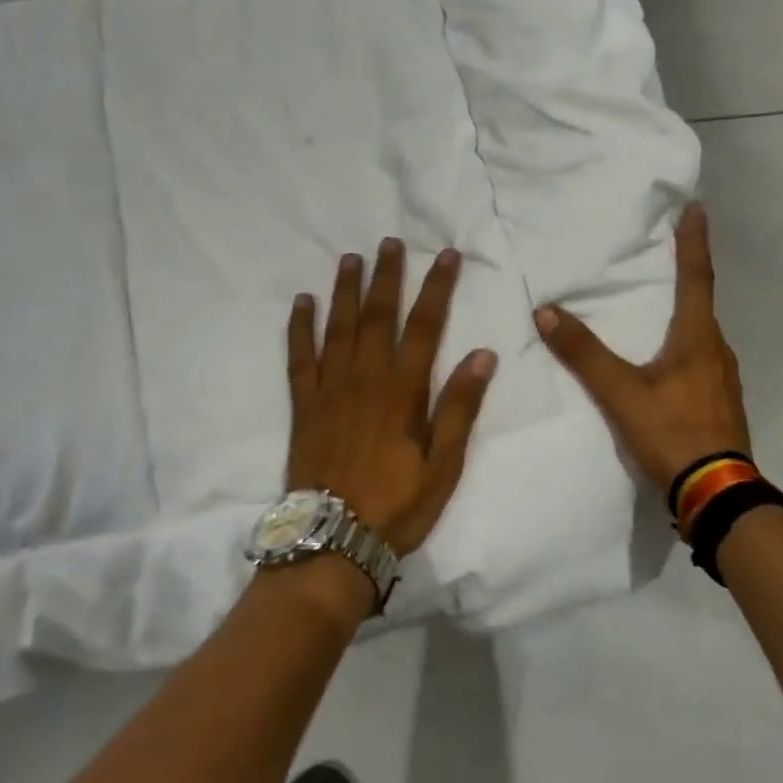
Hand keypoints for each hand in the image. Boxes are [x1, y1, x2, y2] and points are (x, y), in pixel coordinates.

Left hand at [286, 239, 496, 557]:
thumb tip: (483, 355)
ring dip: (345, 289)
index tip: (446, 256)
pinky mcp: (303, 405)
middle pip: (378, 315)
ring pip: (338, 326)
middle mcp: (365, 378)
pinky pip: (299, 356)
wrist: (333, 541)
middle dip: (387, 276)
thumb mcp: (443, 465)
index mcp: (403, 391)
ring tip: (351, 258)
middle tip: (391, 242)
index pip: (425, 326)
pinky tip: (302, 302)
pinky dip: (300, 327)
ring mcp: (329, 389)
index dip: (437, 288)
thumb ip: (460, 408)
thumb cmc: (397, 505)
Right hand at [534, 202, 753, 523]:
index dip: (694, 241)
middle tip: (667, 252)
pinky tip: (666, 361)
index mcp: (698, 338)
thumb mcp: (621, 394)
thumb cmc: (672, 433)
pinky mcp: (721, 403)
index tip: (697, 207)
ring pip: (702, 334)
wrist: (718, 494)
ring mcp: (723, 379)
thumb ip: (584, 354)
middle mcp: (717, 351)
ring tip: (660, 306)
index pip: (697, 277)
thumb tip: (545, 311)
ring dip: (685, 312)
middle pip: (702, 302)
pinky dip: (685, 344)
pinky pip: (702, 359)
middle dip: (687, 274)